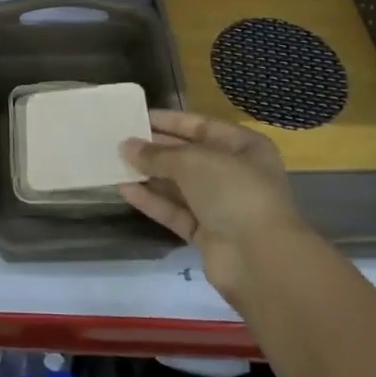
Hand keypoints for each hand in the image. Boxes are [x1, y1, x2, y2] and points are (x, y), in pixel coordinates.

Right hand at [120, 111, 309, 308]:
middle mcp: (235, 173)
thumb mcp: (193, 161)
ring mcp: (222, 206)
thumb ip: (157, 154)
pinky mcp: (207, 234)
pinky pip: (175, 211)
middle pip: (189, 156)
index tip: (137, 117)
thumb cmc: (233, 191)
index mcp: (244, 147)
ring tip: (115, 162)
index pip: (201, 126)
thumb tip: (126, 146)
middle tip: (120, 140)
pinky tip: (124, 189)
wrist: (260, 259)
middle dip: (156, 149)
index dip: (169, 121)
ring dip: (150, 175)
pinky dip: (152, 201)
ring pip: (179, 185)